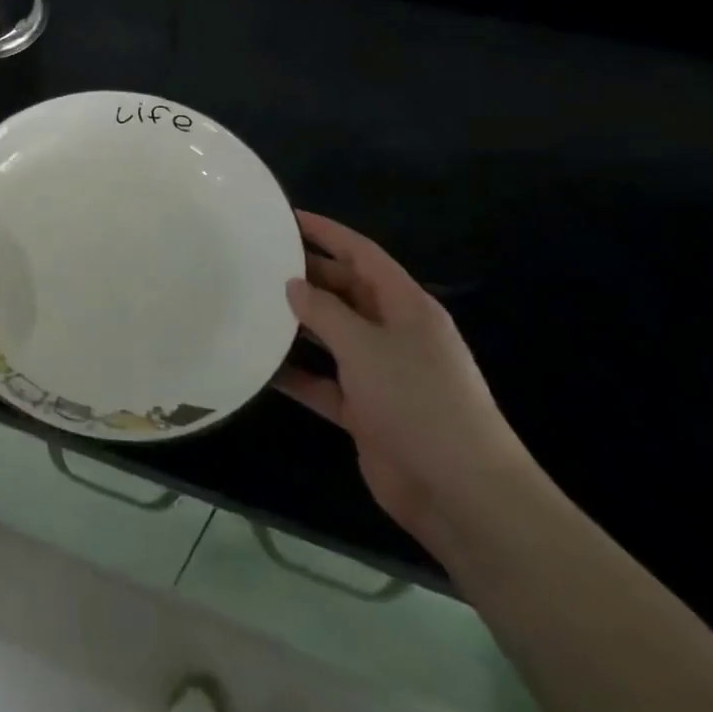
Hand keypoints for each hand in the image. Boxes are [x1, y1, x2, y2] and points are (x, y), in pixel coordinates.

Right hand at [276, 211, 535, 553]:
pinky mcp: (367, 411)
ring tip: (250, 305)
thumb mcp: (365, 347)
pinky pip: (324, 382)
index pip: (363, 255)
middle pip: (345, 292)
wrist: (462, 494)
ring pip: (331, 337)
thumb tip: (293, 284)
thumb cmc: (418, 402)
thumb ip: (324, 311)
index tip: (287, 217)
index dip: (328, 232)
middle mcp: (394, 334)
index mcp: (406, 307)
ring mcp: (381, 374)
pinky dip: (296, 374)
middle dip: (306, 277)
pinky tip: (259, 366)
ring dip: (296, 325)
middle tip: (257, 262)